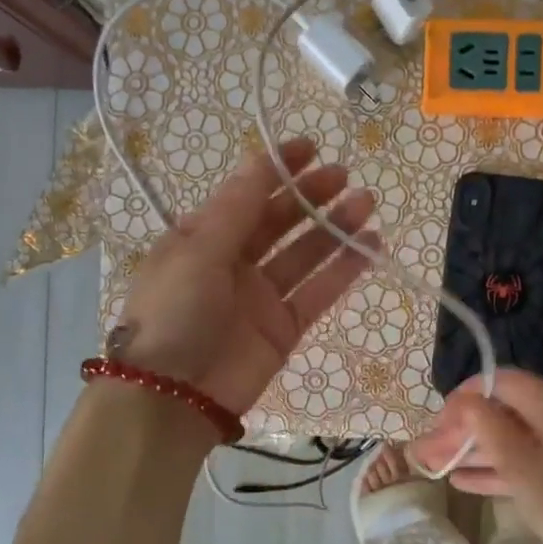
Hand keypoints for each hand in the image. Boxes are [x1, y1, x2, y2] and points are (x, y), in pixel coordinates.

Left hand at [112, 140, 377, 414]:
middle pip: (280, 221)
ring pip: (305, 254)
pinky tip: (371, 247)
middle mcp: (233, 262)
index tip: (309, 147)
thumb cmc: (173, 313)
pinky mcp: (285, 328)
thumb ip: (237, 208)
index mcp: (202, 238)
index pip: (245, 194)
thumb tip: (262, 160)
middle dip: (311, 196)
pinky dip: (344, 270)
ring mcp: (261, 296)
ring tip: (367, 204)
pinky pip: (319, 292)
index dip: (276, 169)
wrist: (171, 397)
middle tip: (346, 176)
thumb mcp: (197, 251)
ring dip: (334, 228)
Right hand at [412, 370, 542, 543]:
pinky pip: (523, 462)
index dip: (466, 395)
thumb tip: (464, 399)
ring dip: (472, 450)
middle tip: (428, 450)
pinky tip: (464, 481)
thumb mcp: (522, 466)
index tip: (439, 420)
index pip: (500, 381)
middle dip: (462, 429)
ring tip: (435, 465)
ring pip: (509, 439)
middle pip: (501, 412)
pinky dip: (494, 468)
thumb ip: (489, 429)